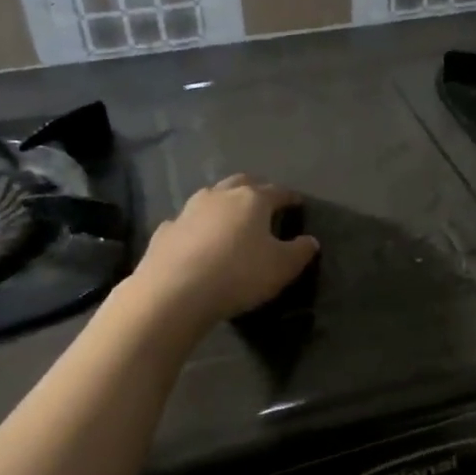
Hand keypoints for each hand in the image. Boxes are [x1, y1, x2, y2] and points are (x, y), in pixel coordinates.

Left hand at [121, 174, 318, 336]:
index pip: (278, 191)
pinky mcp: (166, 230)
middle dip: (256, 189)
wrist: (175, 292)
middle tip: (266, 202)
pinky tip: (198, 239)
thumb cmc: (239, 274)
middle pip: (242, 182)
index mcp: (253, 199)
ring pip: (211, 196)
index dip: (291, 197)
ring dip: (224, 203)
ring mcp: (189, 210)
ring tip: (232, 218)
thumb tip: (310, 240)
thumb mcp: (282, 267)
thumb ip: (300, 251)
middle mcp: (220, 195)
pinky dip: (197, 226)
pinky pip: (187, 221)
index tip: (298, 204)